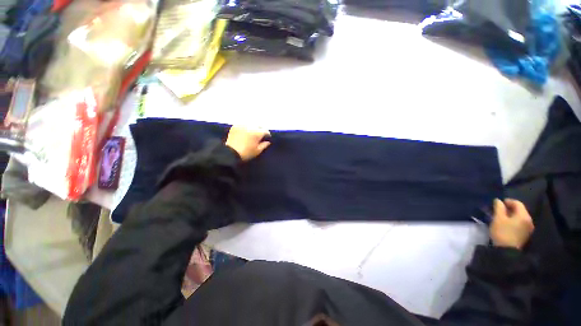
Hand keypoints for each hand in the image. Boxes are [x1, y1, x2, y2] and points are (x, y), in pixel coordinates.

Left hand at [225, 126, 270, 160]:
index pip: (265, 131)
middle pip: (258, 125)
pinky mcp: (235, 126)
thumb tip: (268, 142)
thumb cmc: (246, 153)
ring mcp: (242, 125)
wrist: (230, 153)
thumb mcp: (257, 151)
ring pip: (251, 124)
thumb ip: (264, 145)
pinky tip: (245, 132)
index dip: (267, 135)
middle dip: (260, 130)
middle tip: (260, 135)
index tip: (267, 138)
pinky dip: (246, 127)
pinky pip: (243, 124)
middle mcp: (250, 127)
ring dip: (253, 127)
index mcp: (257, 133)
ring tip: (252, 133)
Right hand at [490, 199, 533, 249]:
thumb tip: (498, 200)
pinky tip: (507, 223)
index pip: (517, 203)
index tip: (498, 202)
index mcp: (524, 215)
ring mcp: (528, 228)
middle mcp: (529, 220)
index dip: (508, 201)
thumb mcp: (498, 218)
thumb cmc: (502, 232)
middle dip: (510, 208)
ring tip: (501, 216)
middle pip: (520, 210)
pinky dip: (514, 220)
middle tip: (499, 209)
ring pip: (520, 217)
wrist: (507, 250)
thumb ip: (498, 207)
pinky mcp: (525, 234)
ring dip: (511, 215)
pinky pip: (520, 223)